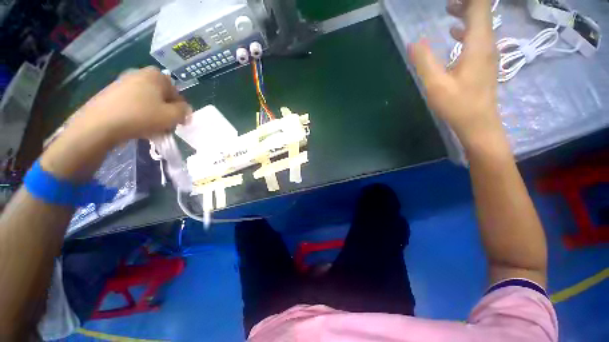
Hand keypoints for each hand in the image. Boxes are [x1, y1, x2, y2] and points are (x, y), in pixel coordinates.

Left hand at [68, 66, 191, 145]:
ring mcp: (122, 83)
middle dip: (166, 111)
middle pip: (161, 96)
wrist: (100, 124)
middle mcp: (139, 74)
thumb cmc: (142, 116)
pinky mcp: (110, 93)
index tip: (179, 122)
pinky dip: (139, 114)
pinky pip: (133, 104)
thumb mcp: (173, 115)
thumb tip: (184, 109)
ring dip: (154, 114)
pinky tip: (138, 126)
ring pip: (147, 101)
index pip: (176, 93)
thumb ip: (184, 111)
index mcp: (155, 76)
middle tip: (166, 126)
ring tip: (153, 129)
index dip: (180, 109)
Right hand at [408, 0, 501, 146]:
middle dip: (466, 2)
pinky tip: (455, 32)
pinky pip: (479, 35)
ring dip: (466, 12)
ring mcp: (488, 52)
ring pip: (481, 22)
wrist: (479, 124)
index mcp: (477, 43)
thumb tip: (413, 43)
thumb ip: (424, 61)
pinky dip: (467, 27)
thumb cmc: (457, 105)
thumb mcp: (435, 85)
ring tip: (448, 9)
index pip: (479, 6)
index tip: (450, 0)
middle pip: (482, 10)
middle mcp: (487, 42)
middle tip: (447, 2)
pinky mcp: (485, 61)